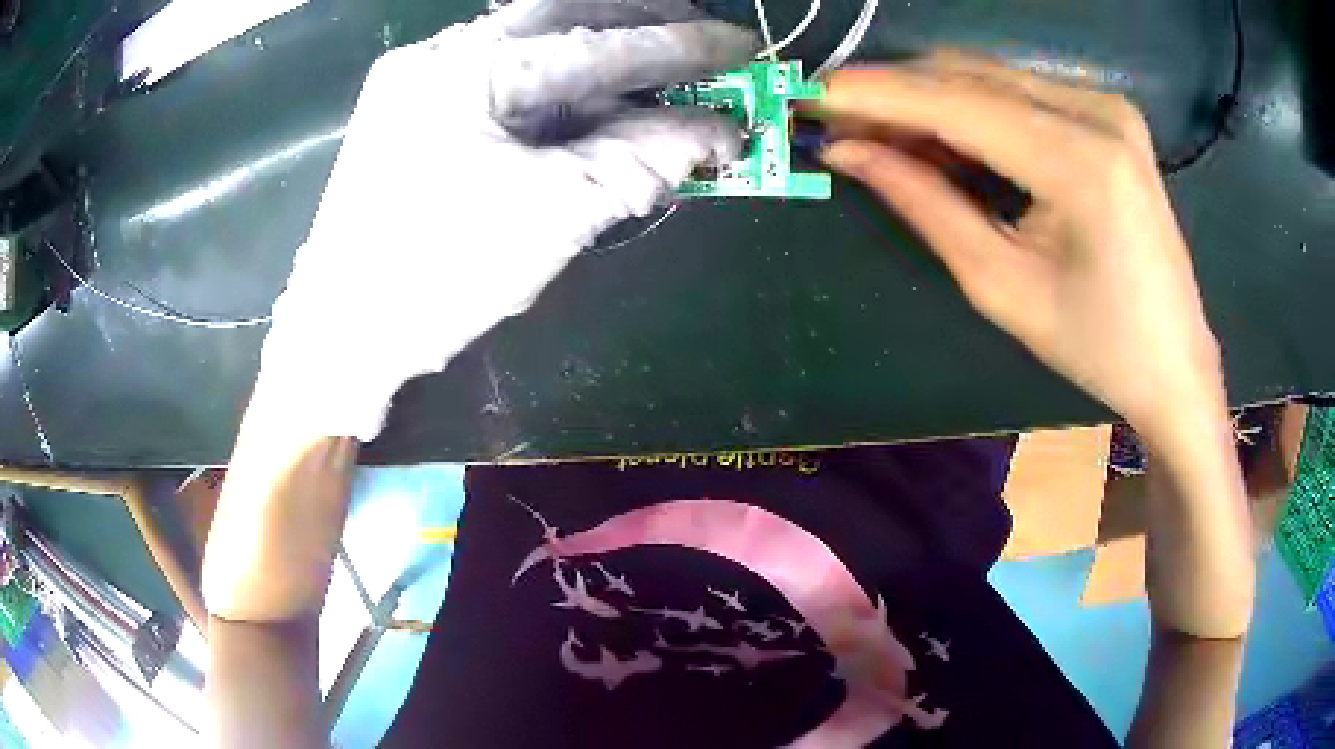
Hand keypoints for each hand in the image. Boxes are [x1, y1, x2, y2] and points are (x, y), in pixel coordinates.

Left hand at [258, 0, 756, 441]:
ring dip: (599, 47)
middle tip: (702, 35)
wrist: (339, 333)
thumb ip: (638, 163)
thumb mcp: (550, 220)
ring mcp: (419, 73)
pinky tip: (591, 96)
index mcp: (469, 74)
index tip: (742, 46)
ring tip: (657, 63)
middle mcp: (440, 53)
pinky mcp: (410, 102)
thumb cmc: (436, 280)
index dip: (682, 47)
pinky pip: (500, 70)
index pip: (598, 46)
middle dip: (641, 21)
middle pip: (561, 13)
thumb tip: (718, 135)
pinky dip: (554, 79)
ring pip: (529, 37)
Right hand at [817, 52, 1228, 451]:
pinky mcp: (1108, 113)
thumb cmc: (1096, 345)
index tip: (809, 95)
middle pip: (968, 76)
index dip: (873, 93)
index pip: (953, 101)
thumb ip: (925, 204)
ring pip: (989, 77)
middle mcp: (1095, 110)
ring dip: (929, 100)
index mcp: (1079, 160)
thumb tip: (849, 153)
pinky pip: (1019, 92)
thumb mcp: (1002, 286)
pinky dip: (971, 108)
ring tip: (883, 138)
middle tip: (840, 126)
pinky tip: (944, 139)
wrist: (1174, 361)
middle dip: (895, 95)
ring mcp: (1106, 105)